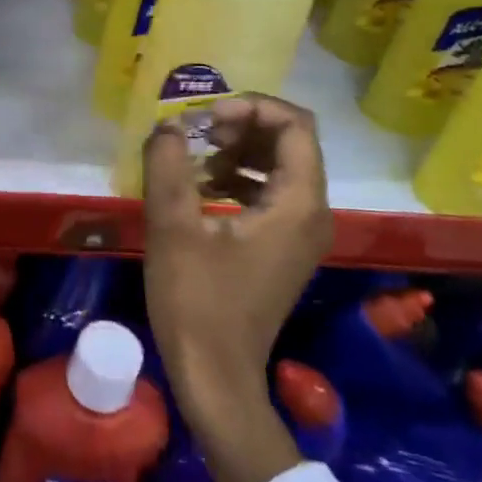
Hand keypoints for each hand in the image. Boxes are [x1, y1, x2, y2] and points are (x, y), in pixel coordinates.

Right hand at [142, 95, 334, 481]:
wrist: (215, 374)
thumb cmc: (196, 300)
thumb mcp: (173, 225)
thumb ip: (168, 164)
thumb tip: (168, 125)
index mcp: (299, 203)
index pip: (294, 124)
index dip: (250, 107)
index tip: (204, 119)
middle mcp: (313, 212)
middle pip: (289, 141)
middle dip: (240, 125)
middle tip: (194, 132)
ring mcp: (301, 232)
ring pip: (278, 165)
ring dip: (236, 150)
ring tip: (190, 155)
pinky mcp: (283, 247)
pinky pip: (269, 192)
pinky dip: (237, 177)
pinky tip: (198, 185)